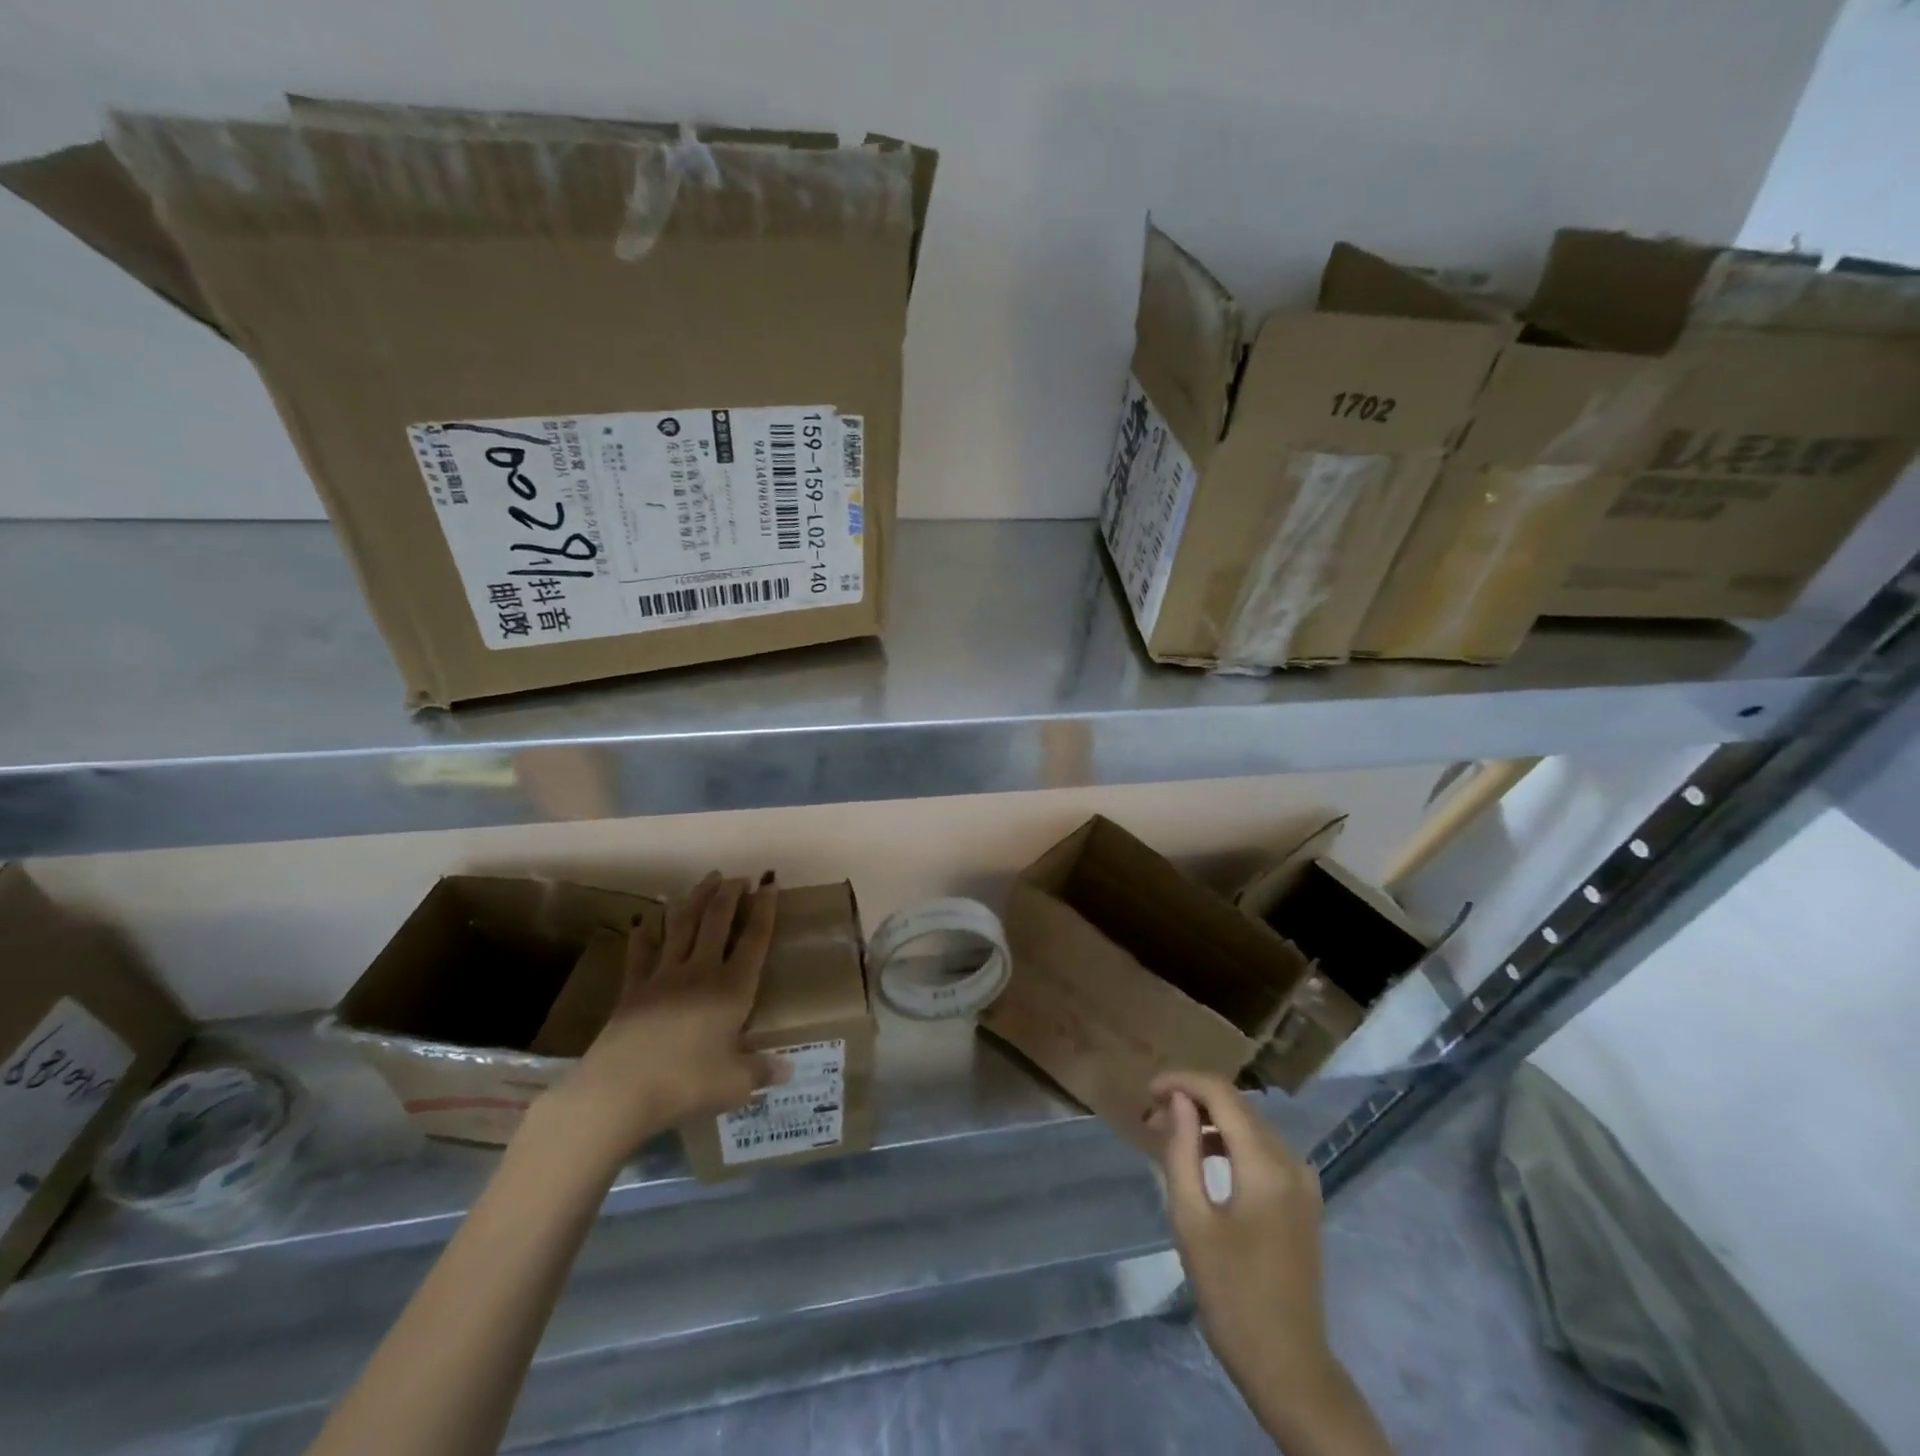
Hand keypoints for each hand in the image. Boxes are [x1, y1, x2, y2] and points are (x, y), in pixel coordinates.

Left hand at [544, 872, 782, 1165]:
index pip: (754, 939)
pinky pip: (641, 952)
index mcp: (732, 989)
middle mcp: (700, 972)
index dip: (765, 908)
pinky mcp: (633, 988)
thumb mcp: (734, 1084)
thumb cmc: (685, 1084)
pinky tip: (645, 917)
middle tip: (739, 877)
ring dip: (696, 898)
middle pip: (716, 921)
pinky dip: (645, 932)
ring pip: (682, 925)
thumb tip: (788, 1072)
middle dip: (730, 894)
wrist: (620, 1091)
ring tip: (706, 880)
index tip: (769, 882)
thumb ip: (761, 1072)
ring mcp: (663, 976)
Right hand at [1150, 1072, 1389, 1453]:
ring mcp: (1303, 1180)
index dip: (1182, 1081)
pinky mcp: (1302, 1199)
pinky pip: (1263, 1149)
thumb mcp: (1192, 1221)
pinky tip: (1203, 1157)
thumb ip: (1182, 1151)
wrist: (1289, 1367)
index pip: (1222, 1094)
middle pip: (1238, 1105)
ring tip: (1169, 1133)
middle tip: (1152, 1115)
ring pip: (1250, 1124)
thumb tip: (1178, 1101)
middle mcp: (1291, 1161)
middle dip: (1193, 1099)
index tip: (1147, 1091)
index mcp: (1266, 1164)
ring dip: (1210, 1119)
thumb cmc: (1232, 1296)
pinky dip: (1230, 1141)